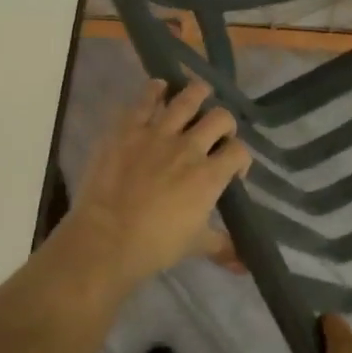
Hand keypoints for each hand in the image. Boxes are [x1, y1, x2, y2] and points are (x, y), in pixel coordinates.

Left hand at [59, 80, 252, 293]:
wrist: (106, 238)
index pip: (239, 151)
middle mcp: (190, 147)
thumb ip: (222, 246)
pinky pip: (146, 98)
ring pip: (188, 98)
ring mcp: (158, 133)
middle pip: (220, 117)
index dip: (241, 157)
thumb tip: (245, 264)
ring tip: (198, 94)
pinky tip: (159, 88)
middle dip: (224, 122)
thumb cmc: (154, 245)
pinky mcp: (129, 127)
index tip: (232, 167)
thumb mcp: (195, 246)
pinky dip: (155, 89)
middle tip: (216, 131)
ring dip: (197, 94)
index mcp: (209, 176)